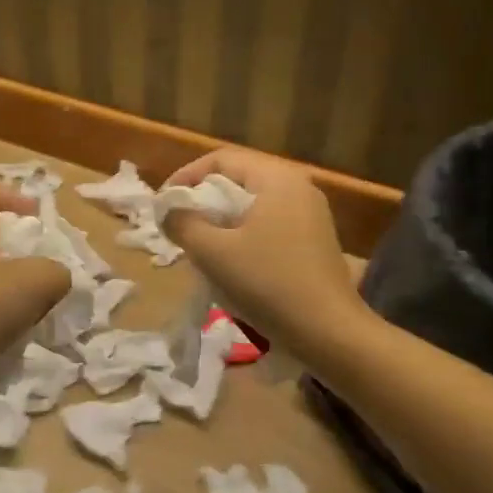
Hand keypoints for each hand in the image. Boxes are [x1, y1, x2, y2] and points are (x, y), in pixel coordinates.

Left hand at [0, 185, 71, 372]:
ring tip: (42, 299)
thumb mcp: (37, 280)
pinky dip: (7, 314)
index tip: (32, 212)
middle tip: (44, 259)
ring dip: (15, 284)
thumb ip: (56, 272)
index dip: (2, 194)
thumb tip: (57, 278)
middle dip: (17, 245)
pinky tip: (25, 329)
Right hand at [161, 148, 358, 347]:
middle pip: (238, 179)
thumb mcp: (213, 252)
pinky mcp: (315, 240)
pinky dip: (243, 233)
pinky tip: (231, 261)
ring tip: (199, 243)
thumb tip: (168, 211)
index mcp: (276, 179)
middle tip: (178, 223)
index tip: (163, 203)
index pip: (221, 159)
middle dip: (203, 199)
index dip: (186, 176)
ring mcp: (311, 215)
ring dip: (222, 219)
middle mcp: (298, 187)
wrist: (329, 333)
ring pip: (253, 204)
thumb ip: (183, 223)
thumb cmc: (268, 283)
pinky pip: (269, 223)